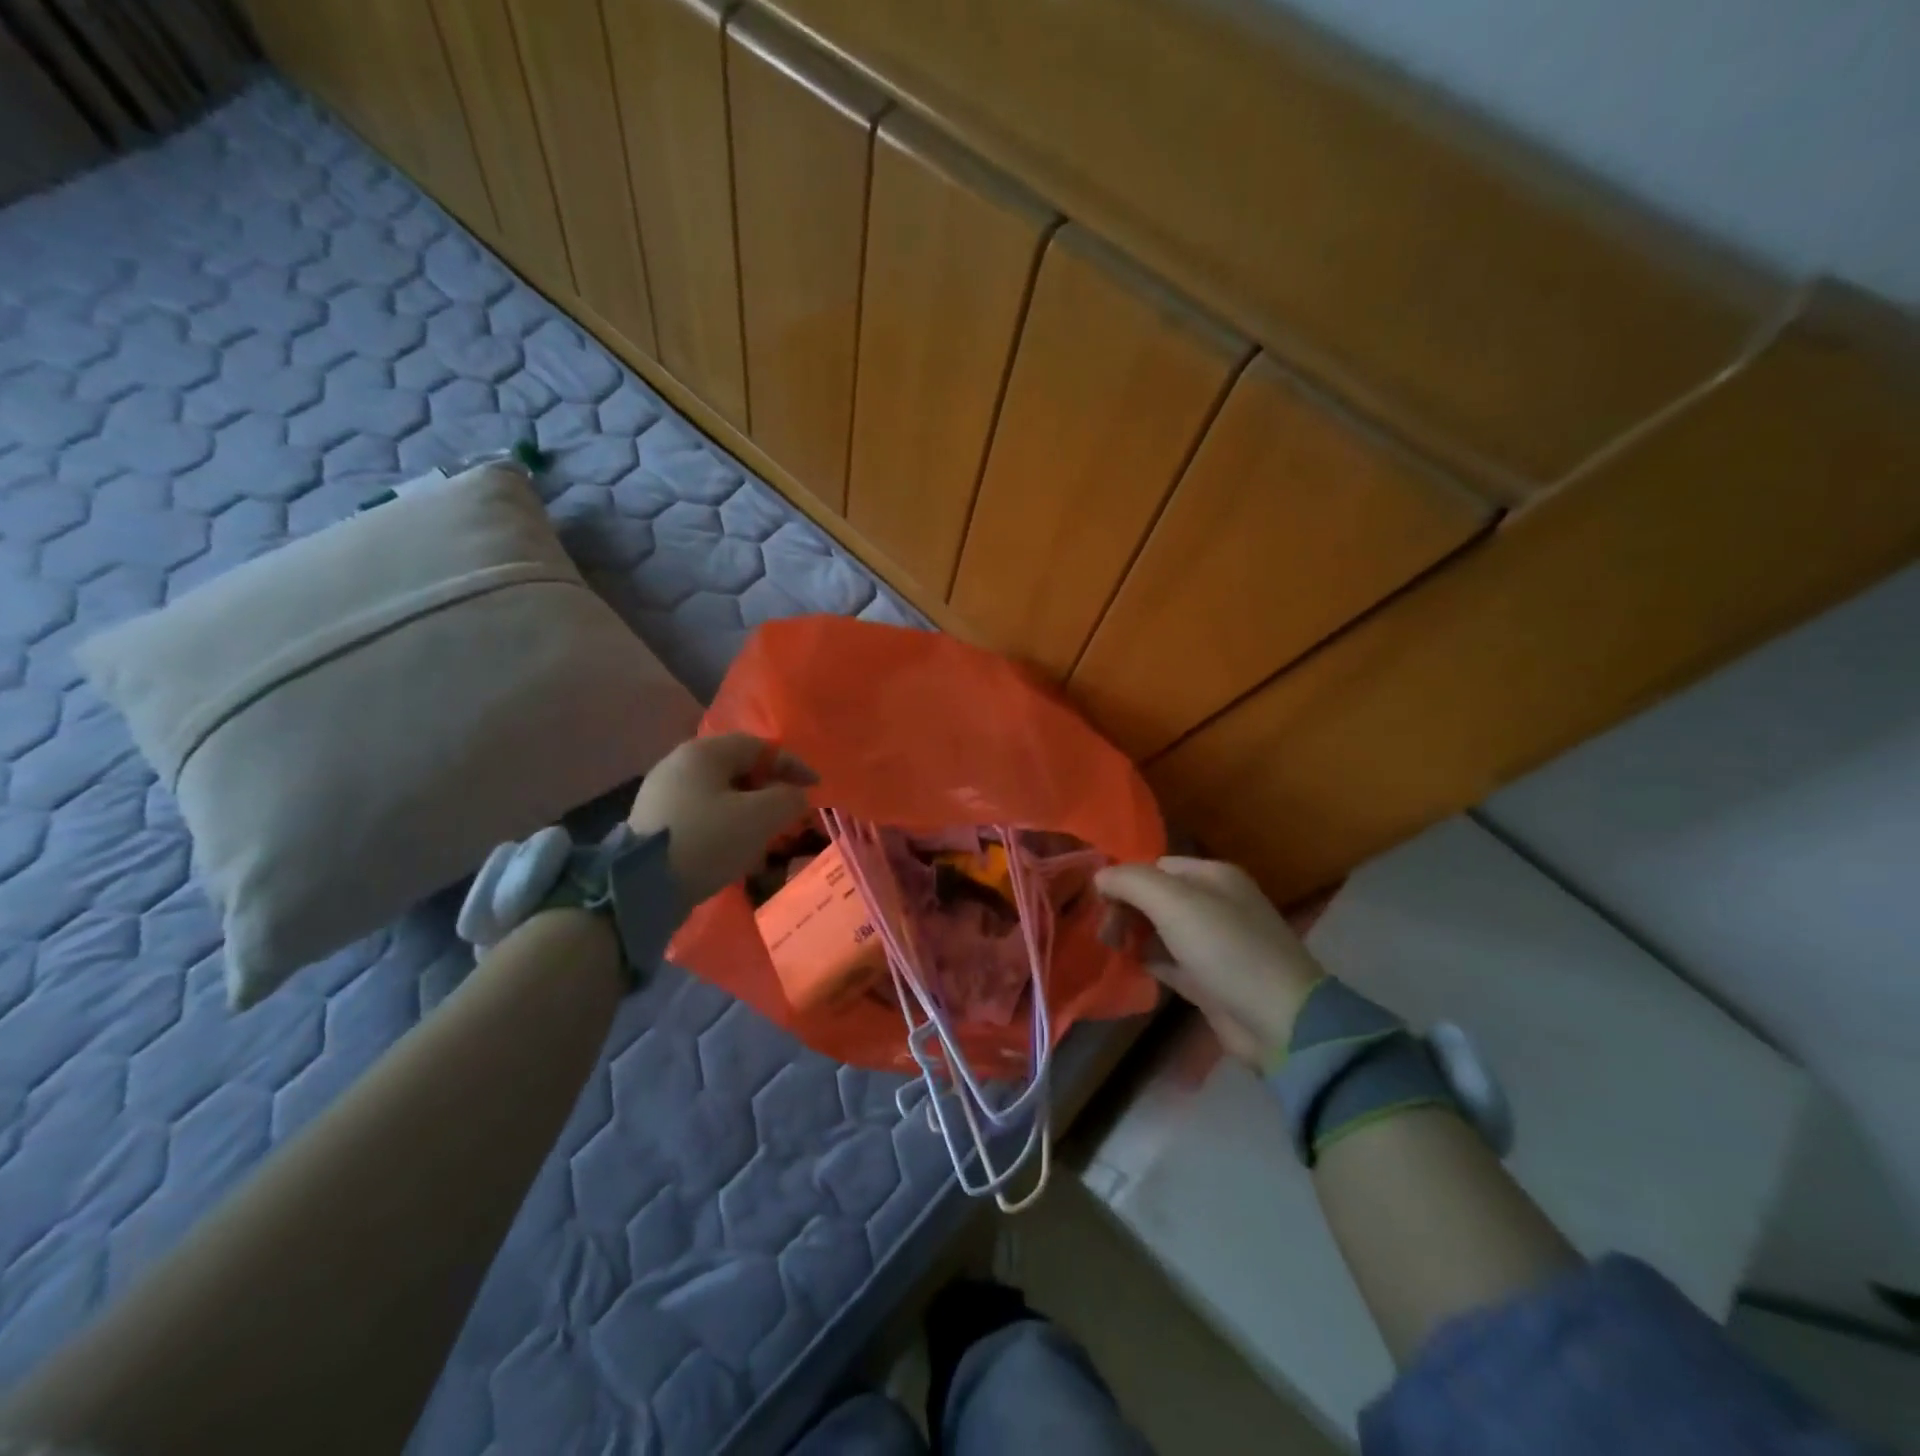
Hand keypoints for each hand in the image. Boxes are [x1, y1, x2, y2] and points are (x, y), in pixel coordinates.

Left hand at [628, 734, 817, 905]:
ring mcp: (661, 794)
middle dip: (769, 790)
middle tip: (789, 812)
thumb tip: (795, 795)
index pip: (758, 746)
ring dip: (748, 812)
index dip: (791, 765)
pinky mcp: (653, 823)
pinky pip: (701, 816)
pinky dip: (725, 828)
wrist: (641, 886)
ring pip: (719, 795)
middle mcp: (678, 764)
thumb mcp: (761, 817)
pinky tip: (735, 853)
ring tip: (765, 838)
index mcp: (704, 752)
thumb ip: (788, 798)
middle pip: (737, 769)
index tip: (815, 787)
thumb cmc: (708, 840)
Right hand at [1096, 857, 1324, 1064]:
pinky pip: (1167, 959)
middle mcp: (1213, 903)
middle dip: (1125, 908)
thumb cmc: (1225, 948)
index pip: (1155, 865)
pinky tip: (1127, 967)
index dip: (1124, 880)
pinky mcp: (1208, 978)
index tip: (1099, 903)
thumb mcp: (1174, 903)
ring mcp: (1212, 942)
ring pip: (1159, 928)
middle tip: (1105, 933)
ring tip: (1110, 948)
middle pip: (1155, 896)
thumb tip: (1099, 876)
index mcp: (1212, 876)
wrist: (1279, 1020)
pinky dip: (1146, 960)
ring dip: (1132, 934)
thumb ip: (1131, 881)